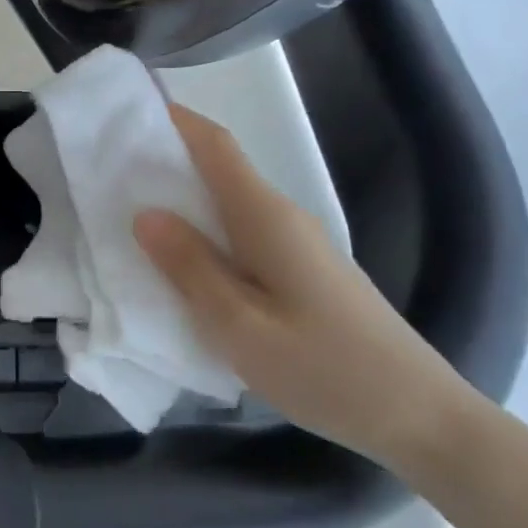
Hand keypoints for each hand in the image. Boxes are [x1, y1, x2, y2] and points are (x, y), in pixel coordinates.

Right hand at [133, 105, 474, 468]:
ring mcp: (296, 245)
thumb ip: (190, 267)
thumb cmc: (324, 369)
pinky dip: (204, 234)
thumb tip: (145, 214)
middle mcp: (282, 217)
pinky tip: (182, 263)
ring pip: (228, 206)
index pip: (214, 146)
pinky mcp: (302, 272)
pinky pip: (241, 235)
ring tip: (130, 214)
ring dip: (182, 201)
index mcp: (265, 217)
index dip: (173, 120)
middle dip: (165, 161)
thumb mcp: (240, 325)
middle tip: (108, 171)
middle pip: (218, 170)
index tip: (126, 112)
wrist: (419, 415)